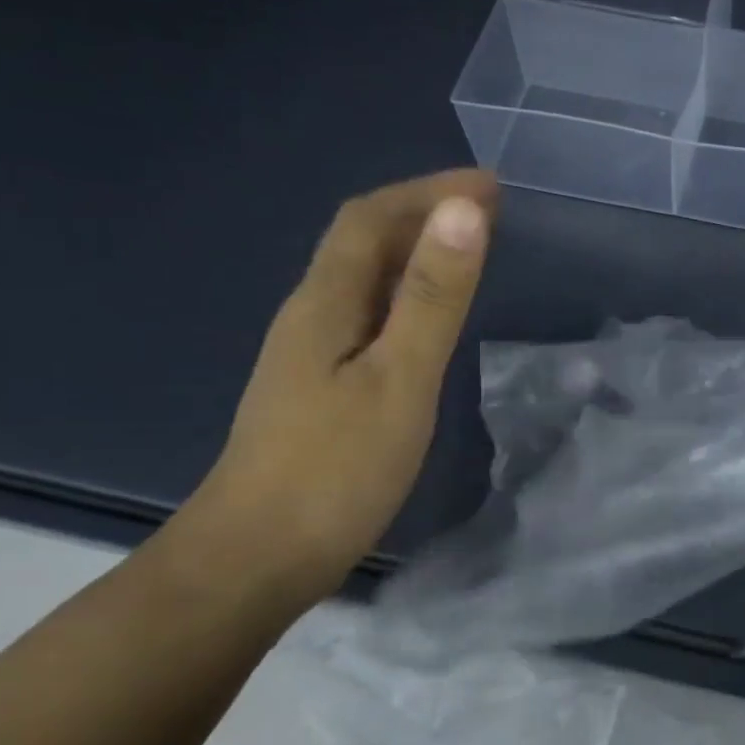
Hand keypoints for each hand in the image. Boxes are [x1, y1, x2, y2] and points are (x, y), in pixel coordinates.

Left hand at [172, 171, 496, 607]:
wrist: (254, 560)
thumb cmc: (335, 470)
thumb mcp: (400, 378)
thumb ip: (434, 297)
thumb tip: (464, 211)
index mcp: (325, 302)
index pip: (372, 218)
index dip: (428, 191)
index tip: (490, 184)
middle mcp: (311, 315)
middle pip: (363, 242)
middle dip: (424, 213)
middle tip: (490, 211)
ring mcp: (309, 354)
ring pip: (364, 280)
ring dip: (415, 253)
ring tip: (468, 251)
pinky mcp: (318, 389)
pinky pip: (367, 317)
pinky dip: (406, 296)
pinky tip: (428, 320)